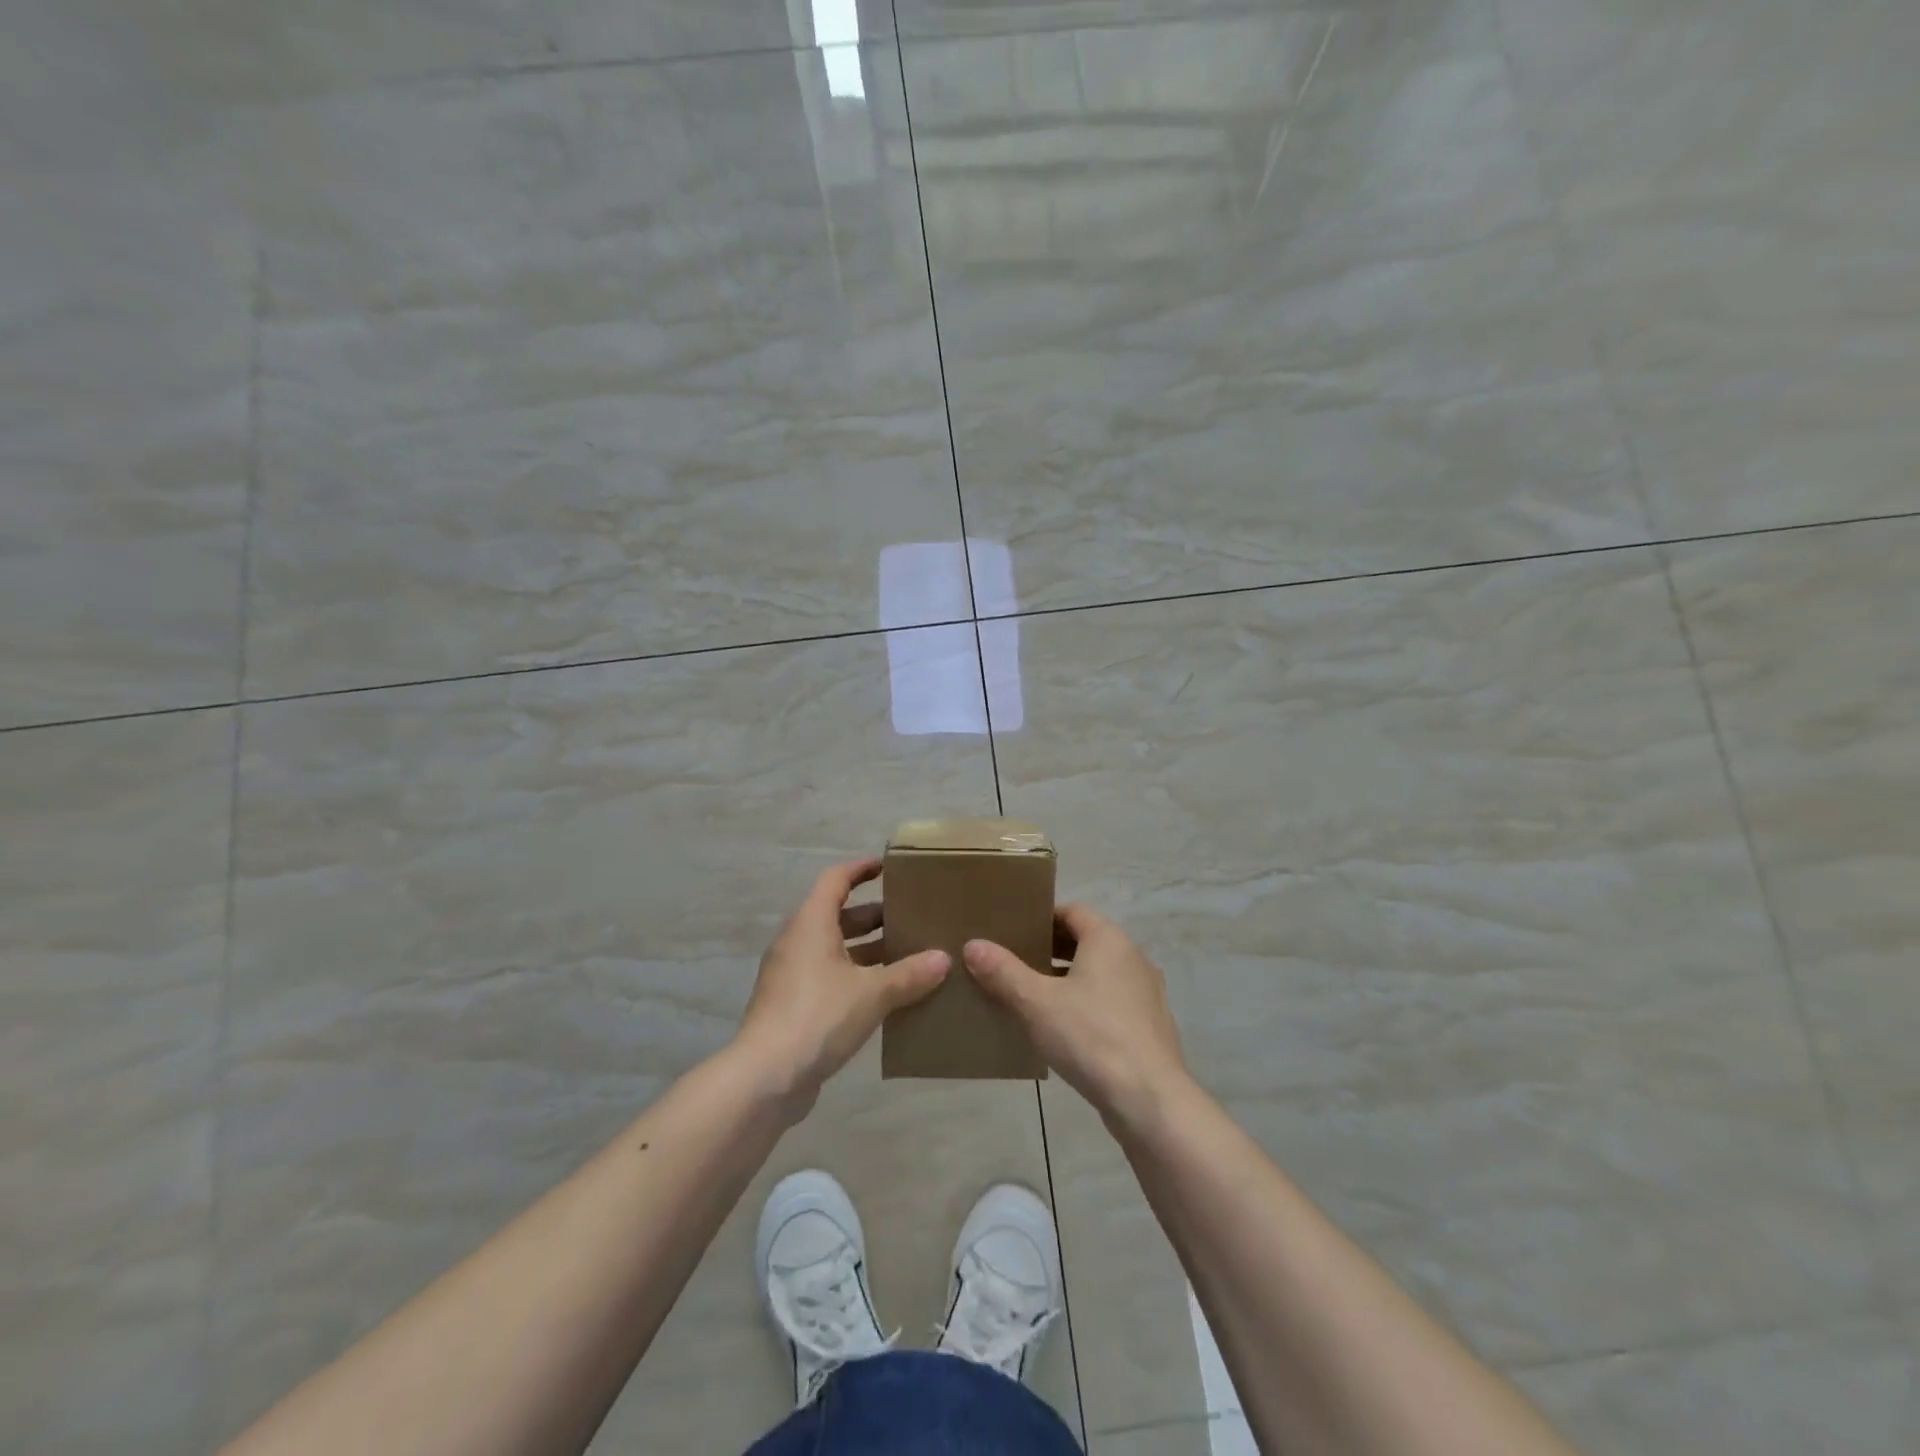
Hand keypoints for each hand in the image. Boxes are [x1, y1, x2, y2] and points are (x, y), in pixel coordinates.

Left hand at [735, 858, 949, 1117]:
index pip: (836, 879)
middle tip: (912, 918)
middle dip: (875, 915)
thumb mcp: (873, 993)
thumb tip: (944, 958)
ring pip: (836, 950)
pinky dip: (857, 978)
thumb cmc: (818, 1016)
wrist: (765, 1078)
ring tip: (909, 956)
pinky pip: (830, 978)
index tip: (888, 866)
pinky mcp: (793, 1006)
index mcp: (811, 924)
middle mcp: (798, 942)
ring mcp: (792, 975)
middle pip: (838, 915)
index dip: (861, 869)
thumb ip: (909, 974)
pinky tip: (888, 996)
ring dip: (868, 950)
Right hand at [963, 903, 1188, 1127]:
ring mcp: (1145, 993)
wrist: (1150, 1100)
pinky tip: (1062, 1030)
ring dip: (1067, 980)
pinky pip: (1110, 1002)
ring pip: (1098, 974)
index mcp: (1109, 940)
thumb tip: (973, 945)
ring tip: (1031, 997)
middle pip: (1085, 941)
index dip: (1042, 918)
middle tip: (1013, 962)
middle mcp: (1132, 958)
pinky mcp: (1149, 1026)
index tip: (1012, 931)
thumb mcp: (1037, 1003)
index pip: (1072, 912)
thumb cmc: (1091, 1036)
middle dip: (1050, 950)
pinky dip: (1086, 1005)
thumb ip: (1003, 972)